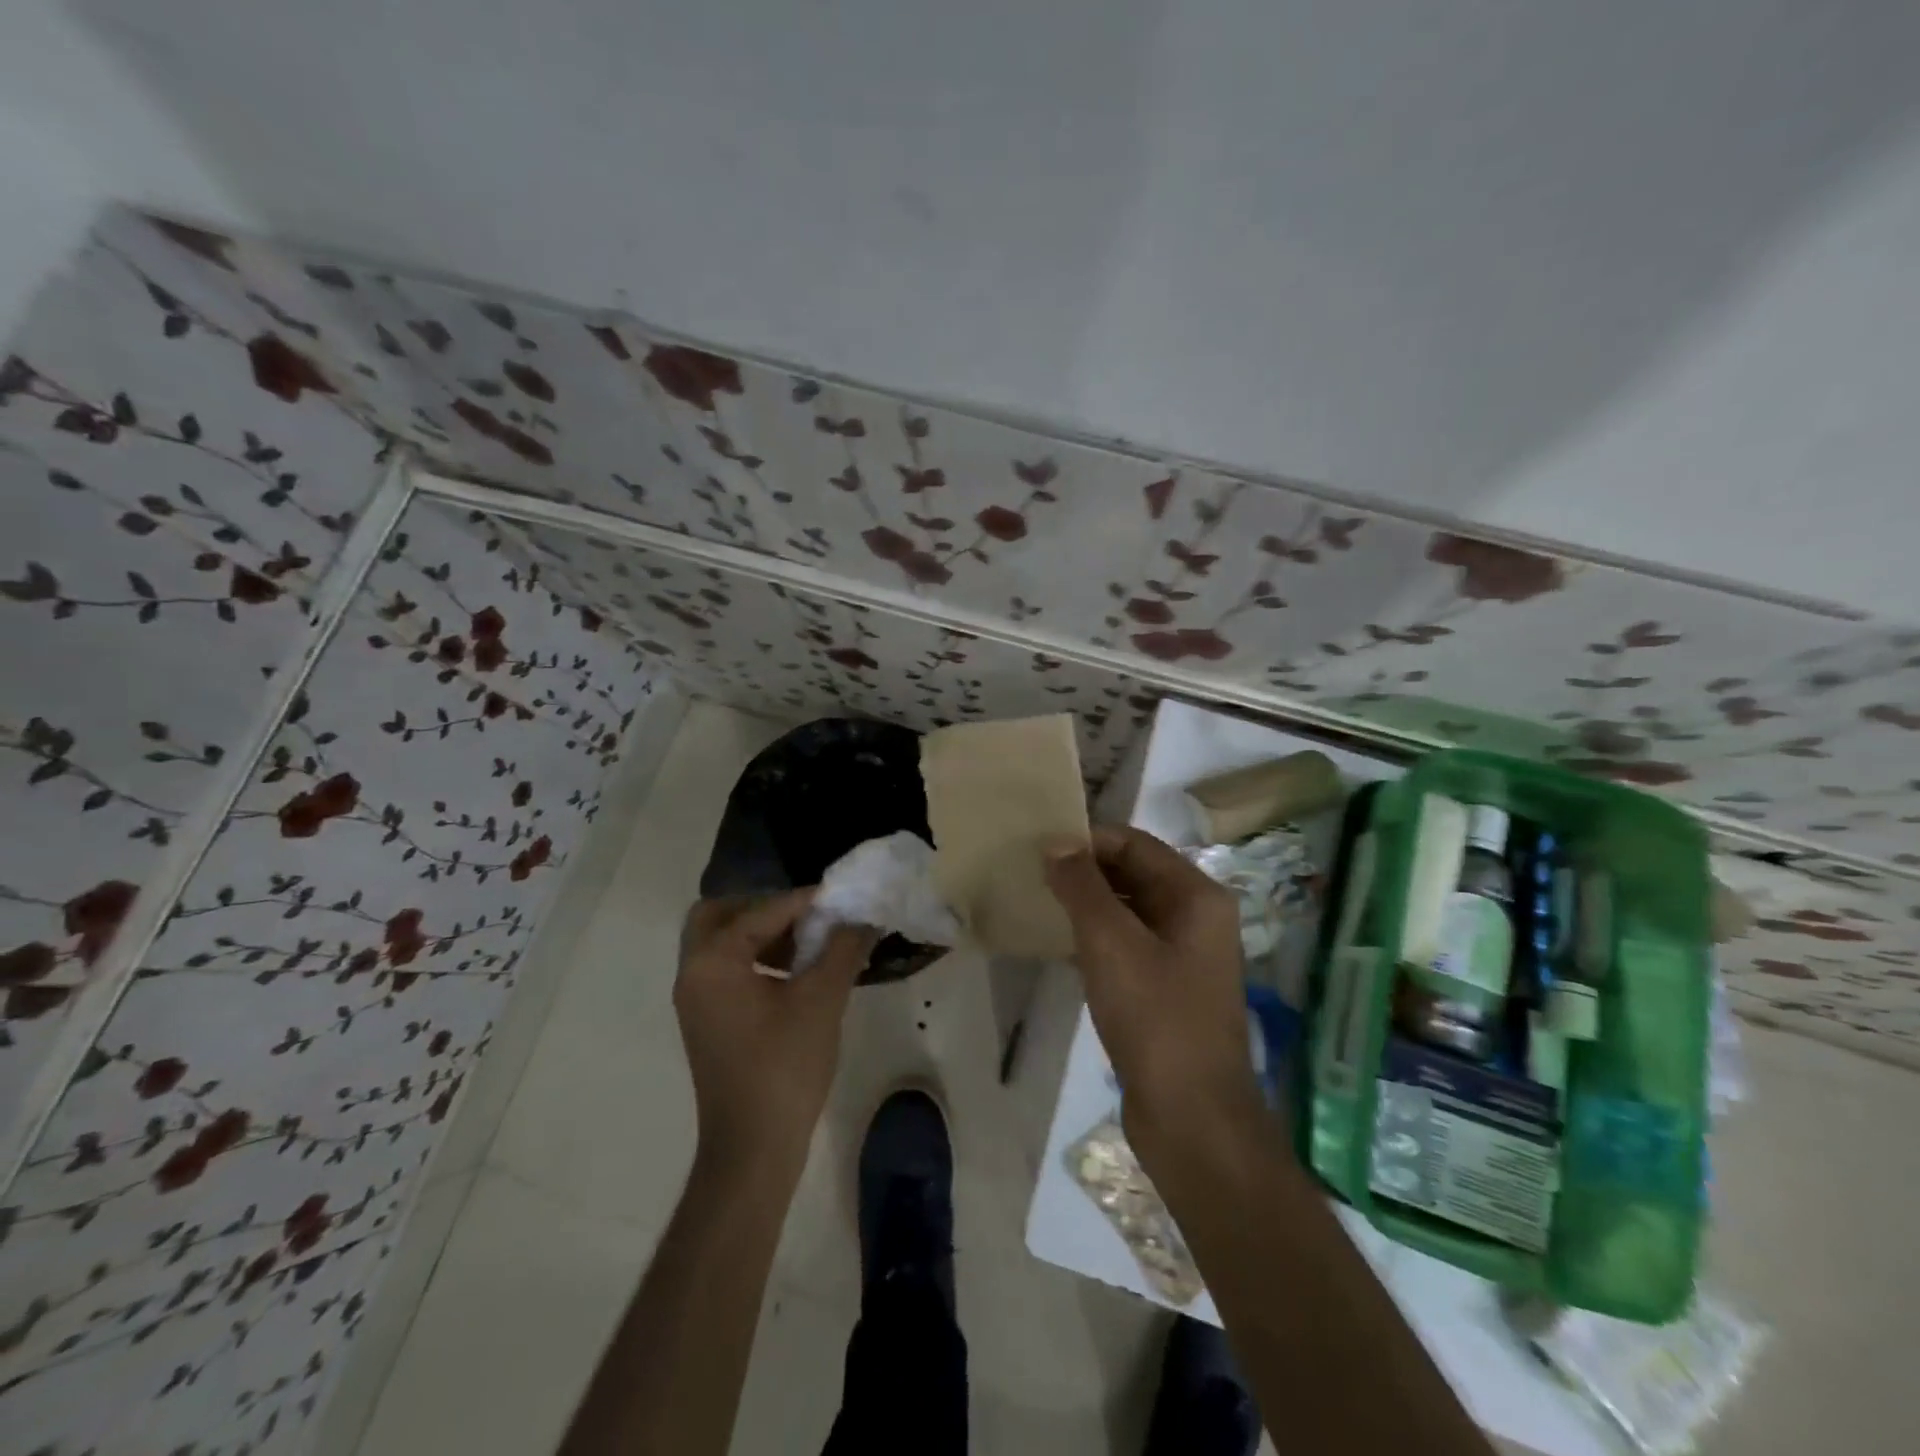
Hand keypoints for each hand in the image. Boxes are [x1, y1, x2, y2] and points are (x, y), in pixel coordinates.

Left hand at [675, 892, 876, 1183]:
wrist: (753, 1149)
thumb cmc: (785, 1067)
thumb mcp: (822, 1000)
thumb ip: (843, 948)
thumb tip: (862, 918)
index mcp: (713, 962)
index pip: (760, 911)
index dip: (804, 900)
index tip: (839, 896)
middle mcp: (693, 973)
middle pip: (718, 916)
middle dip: (762, 907)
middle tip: (804, 913)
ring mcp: (696, 1000)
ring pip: (720, 944)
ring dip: (760, 933)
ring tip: (807, 939)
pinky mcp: (707, 1021)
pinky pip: (725, 970)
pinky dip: (755, 958)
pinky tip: (795, 972)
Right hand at [1045, 827, 1264, 1159]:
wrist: (1192, 1119)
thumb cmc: (1156, 1018)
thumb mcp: (1111, 943)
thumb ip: (1082, 886)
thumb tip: (1056, 842)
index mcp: (1196, 896)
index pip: (1135, 844)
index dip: (1088, 841)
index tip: (1040, 848)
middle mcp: (1196, 917)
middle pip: (1134, 874)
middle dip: (1085, 871)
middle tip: (1033, 874)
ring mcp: (1183, 955)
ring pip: (1128, 911)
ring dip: (1087, 905)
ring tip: (1038, 903)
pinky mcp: (1166, 988)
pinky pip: (1127, 945)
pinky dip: (1095, 938)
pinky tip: (1059, 944)